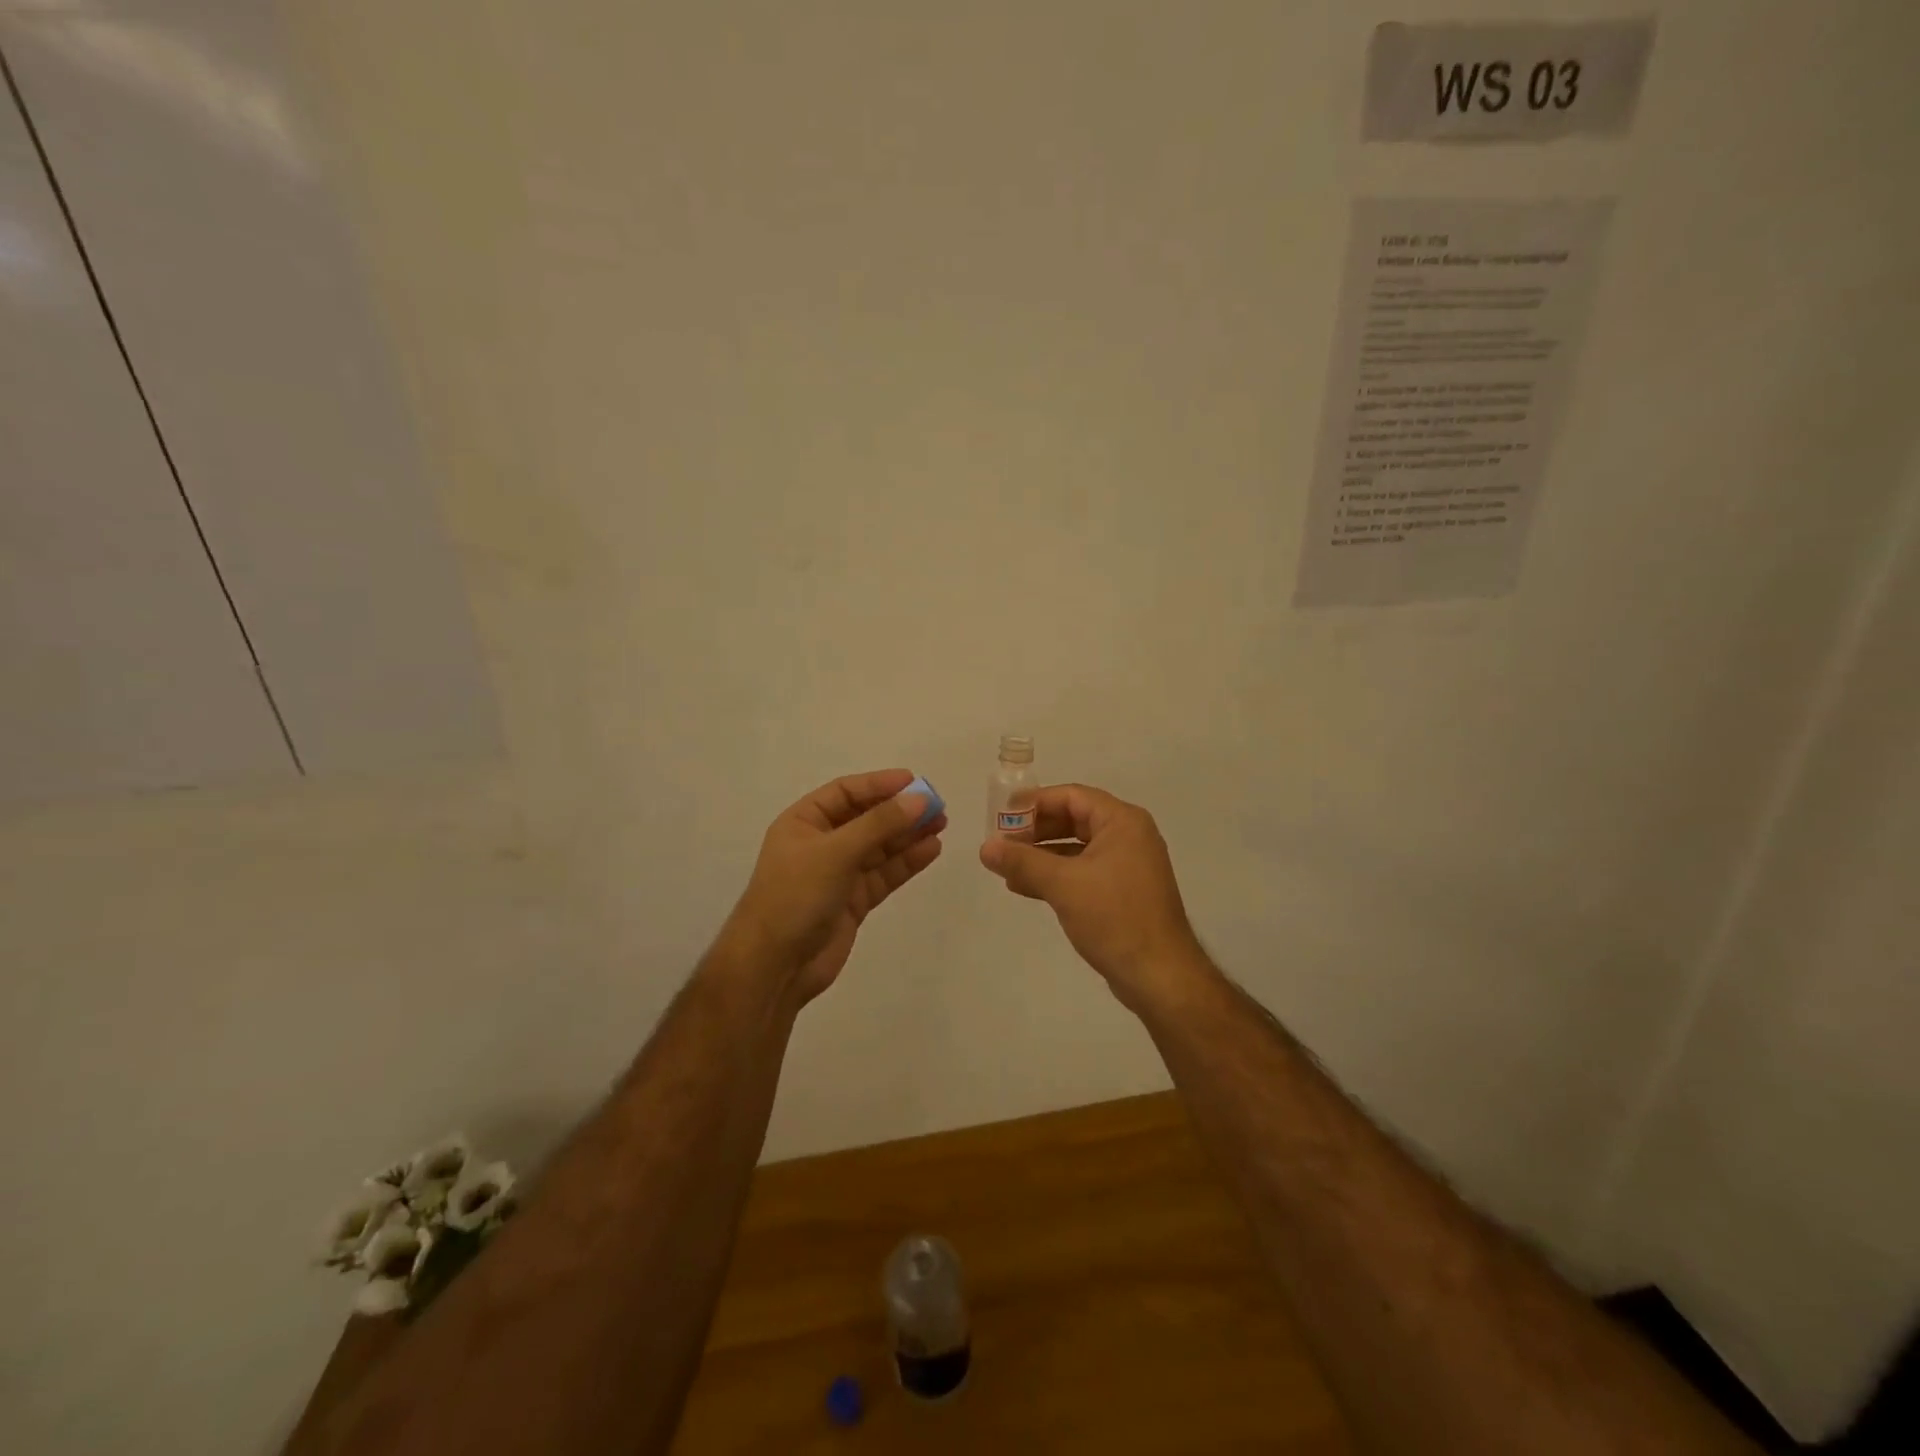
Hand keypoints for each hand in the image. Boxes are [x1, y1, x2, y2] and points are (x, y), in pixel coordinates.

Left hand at [721, 769, 945, 1004]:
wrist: (774, 966)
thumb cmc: (795, 896)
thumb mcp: (836, 852)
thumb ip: (879, 824)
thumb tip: (919, 799)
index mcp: (803, 822)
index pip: (846, 792)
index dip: (879, 784)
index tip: (914, 781)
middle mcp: (821, 844)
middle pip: (866, 818)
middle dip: (900, 811)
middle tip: (937, 806)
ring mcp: (837, 874)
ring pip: (879, 848)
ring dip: (908, 835)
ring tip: (941, 824)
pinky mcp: (853, 901)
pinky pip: (883, 874)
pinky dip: (906, 862)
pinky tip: (931, 850)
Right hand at [979, 783, 1207, 1011]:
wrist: (1159, 976)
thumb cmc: (1114, 918)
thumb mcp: (1063, 885)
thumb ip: (1022, 862)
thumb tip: (985, 847)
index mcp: (1122, 822)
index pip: (1072, 796)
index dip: (1035, 802)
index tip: (1001, 814)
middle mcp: (1128, 837)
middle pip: (1074, 819)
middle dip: (1035, 830)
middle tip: (1001, 842)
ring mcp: (1127, 866)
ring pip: (1076, 848)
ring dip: (1041, 855)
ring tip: (1006, 867)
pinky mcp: (1122, 893)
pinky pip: (1083, 872)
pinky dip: (1056, 876)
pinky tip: (1026, 887)